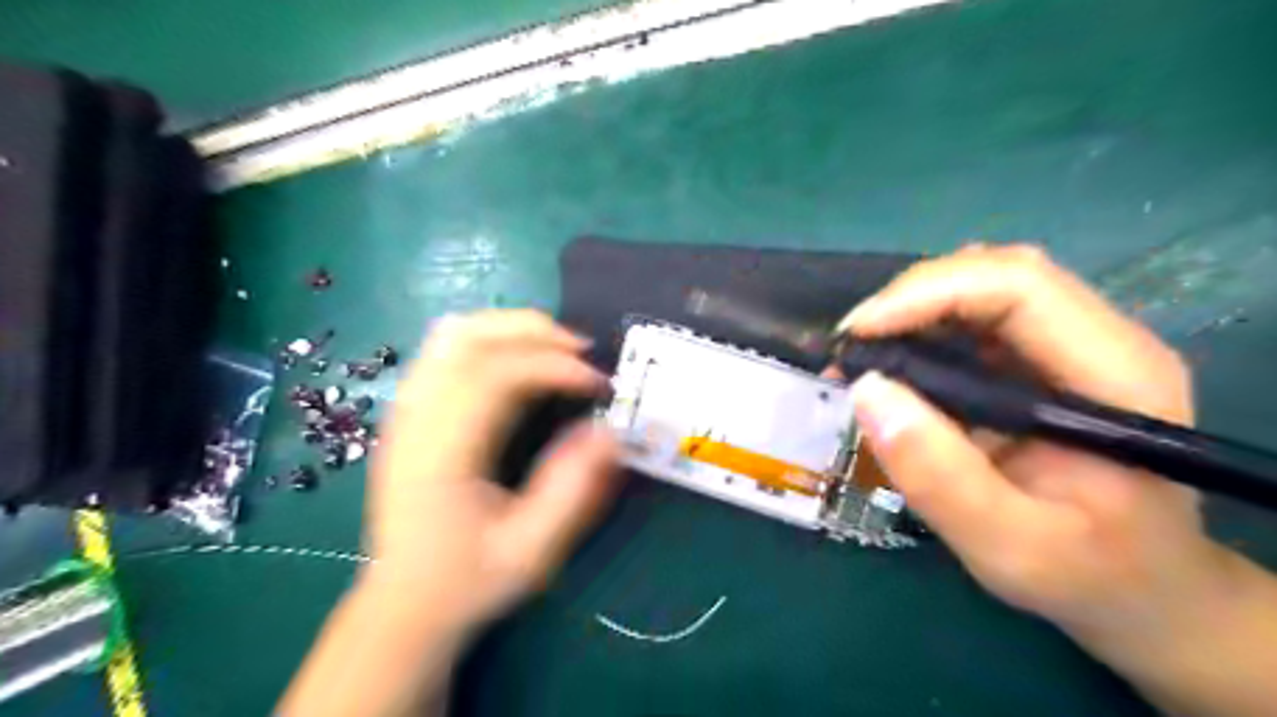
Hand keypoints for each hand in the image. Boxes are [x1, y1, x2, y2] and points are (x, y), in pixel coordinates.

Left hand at [361, 310, 621, 635]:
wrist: (402, 605)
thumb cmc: (468, 580)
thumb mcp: (531, 551)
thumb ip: (572, 491)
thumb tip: (609, 433)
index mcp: (442, 454)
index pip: (496, 376)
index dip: (554, 367)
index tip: (598, 384)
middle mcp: (416, 420)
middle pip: (470, 339)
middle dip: (534, 332)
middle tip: (583, 350)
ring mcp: (406, 411)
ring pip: (454, 334)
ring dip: (510, 327)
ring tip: (555, 347)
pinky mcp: (410, 412)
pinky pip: (444, 349)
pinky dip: (487, 337)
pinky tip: (517, 357)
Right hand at [840, 245, 1227, 650]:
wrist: (1141, 585)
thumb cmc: (1086, 573)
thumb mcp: (1008, 547)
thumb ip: (940, 477)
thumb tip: (867, 391)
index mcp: (1116, 377)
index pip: (1020, 288)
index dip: (929, 294)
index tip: (859, 335)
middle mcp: (1101, 341)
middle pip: (997, 273)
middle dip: (910, 298)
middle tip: (852, 347)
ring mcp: (1070, 345)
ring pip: (981, 286)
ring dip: (911, 310)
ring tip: (863, 356)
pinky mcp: (1039, 358)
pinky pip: (973, 317)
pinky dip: (921, 328)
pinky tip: (892, 364)